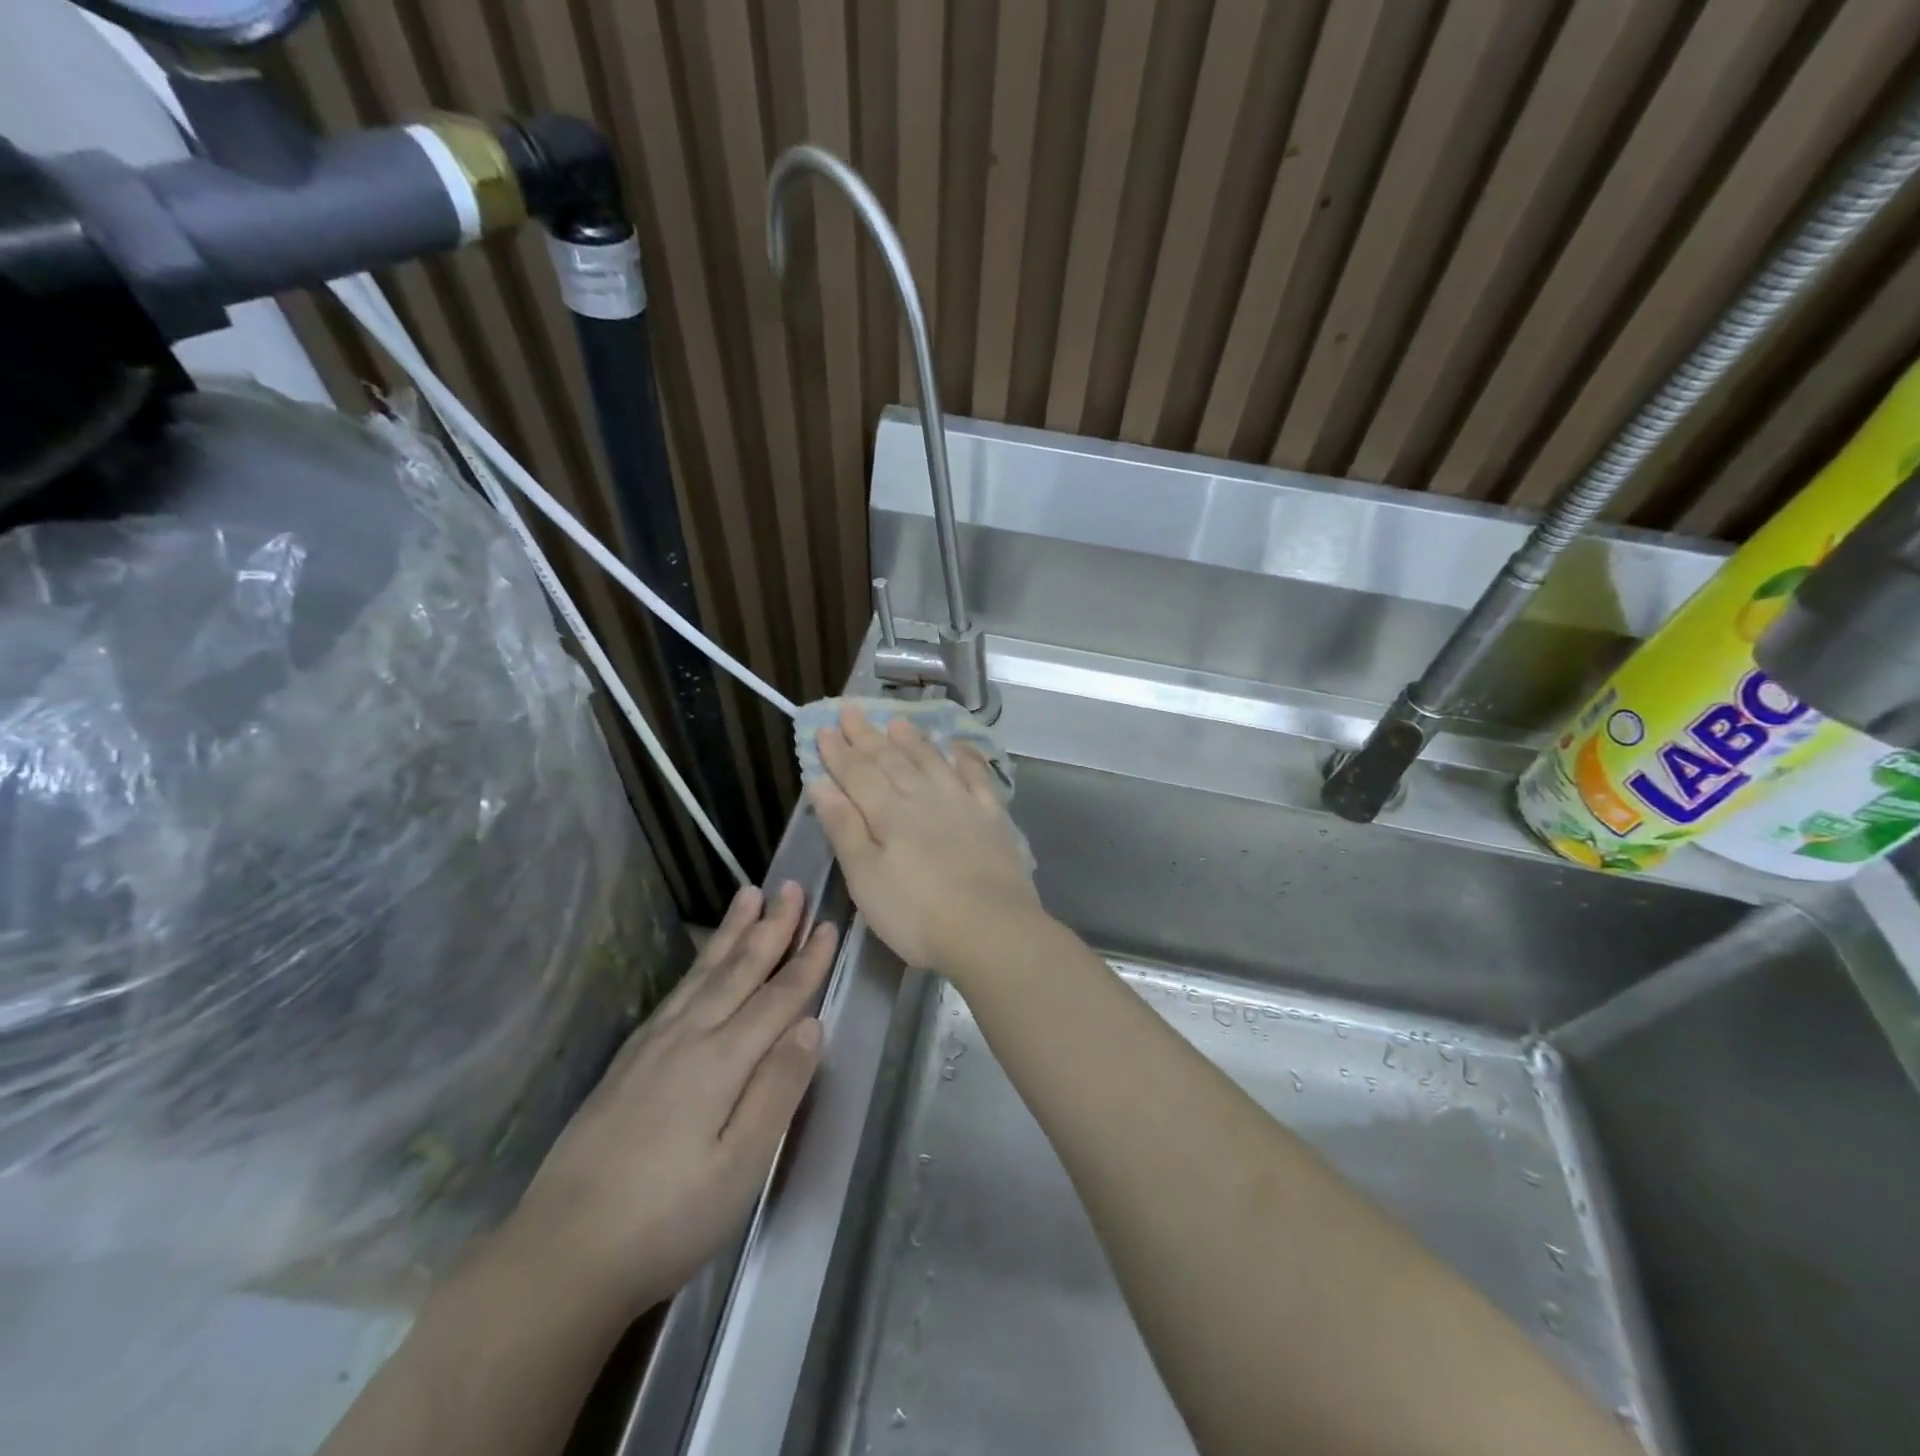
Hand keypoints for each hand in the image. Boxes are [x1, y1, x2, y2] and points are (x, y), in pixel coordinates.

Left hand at [505, 883, 833, 1313]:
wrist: (560, 1256)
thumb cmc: (667, 1219)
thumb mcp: (741, 1167)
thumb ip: (779, 1090)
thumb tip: (812, 1025)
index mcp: (721, 1062)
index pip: (777, 998)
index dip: (807, 961)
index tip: (829, 924)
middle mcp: (688, 1038)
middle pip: (739, 971)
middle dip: (771, 927)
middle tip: (792, 886)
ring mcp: (653, 1047)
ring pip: (704, 974)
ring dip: (732, 933)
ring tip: (749, 896)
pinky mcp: (628, 1062)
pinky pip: (676, 993)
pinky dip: (698, 965)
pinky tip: (702, 962)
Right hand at [810, 703, 1045, 975]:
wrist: (990, 928)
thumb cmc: (915, 914)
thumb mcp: (865, 878)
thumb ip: (844, 828)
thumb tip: (821, 784)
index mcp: (888, 813)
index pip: (857, 774)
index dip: (838, 752)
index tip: (823, 728)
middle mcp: (923, 797)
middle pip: (891, 760)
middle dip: (868, 736)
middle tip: (851, 710)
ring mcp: (962, 804)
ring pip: (931, 761)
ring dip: (912, 740)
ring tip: (897, 721)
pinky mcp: (992, 818)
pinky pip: (978, 777)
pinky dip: (966, 759)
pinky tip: (959, 747)